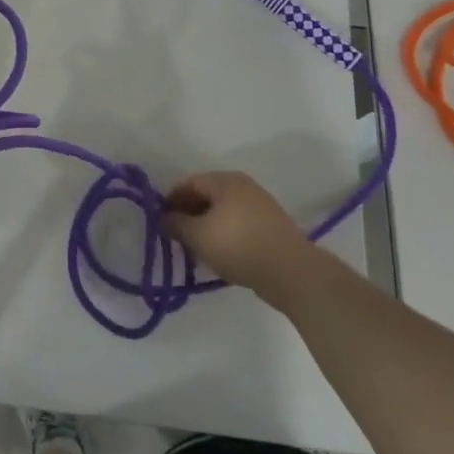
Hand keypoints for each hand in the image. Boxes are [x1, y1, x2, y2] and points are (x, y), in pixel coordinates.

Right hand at [161, 170, 314, 307]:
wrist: (291, 272)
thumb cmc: (238, 246)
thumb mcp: (198, 236)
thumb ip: (176, 224)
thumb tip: (163, 218)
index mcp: (225, 180)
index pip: (189, 182)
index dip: (171, 200)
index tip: (161, 221)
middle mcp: (243, 186)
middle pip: (207, 195)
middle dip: (189, 214)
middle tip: (177, 237)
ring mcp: (260, 205)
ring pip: (223, 211)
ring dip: (206, 226)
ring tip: (197, 250)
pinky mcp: (271, 226)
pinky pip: (238, 223)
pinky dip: (225, 234)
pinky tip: (220, 255)